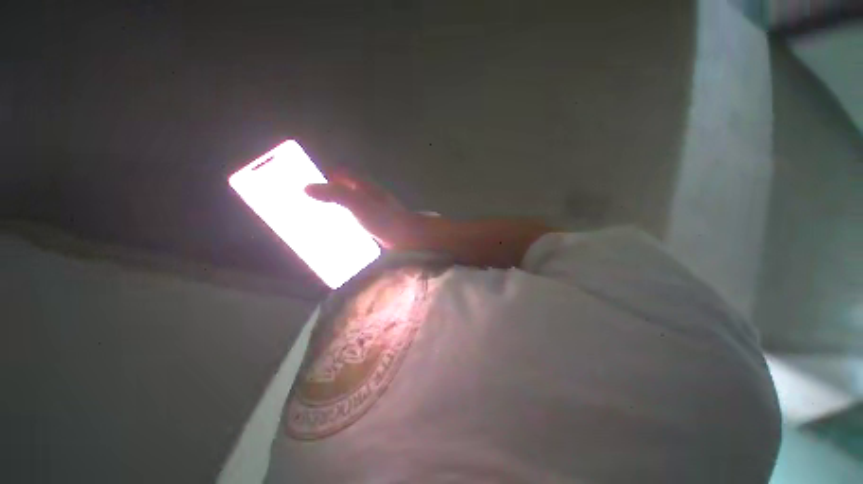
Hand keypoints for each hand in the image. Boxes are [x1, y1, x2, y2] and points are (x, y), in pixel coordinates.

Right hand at [305, 170, 422, 249]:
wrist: (405, 235)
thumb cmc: (383, 217)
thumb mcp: (358, 203)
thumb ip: (335, 194)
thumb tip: (306, 188)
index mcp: (362, 185)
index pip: (339, 174)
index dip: (323, 176)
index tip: (306, 183)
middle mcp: (365, 194)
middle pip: (341, 190)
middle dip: (325, 195)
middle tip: (308, 206)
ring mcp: (369, 209)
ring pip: (346, 206)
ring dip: (333, 210)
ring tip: (316, 221)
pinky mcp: (371, 222)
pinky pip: (352, 219)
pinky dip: (342, 222)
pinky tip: (335, 232)